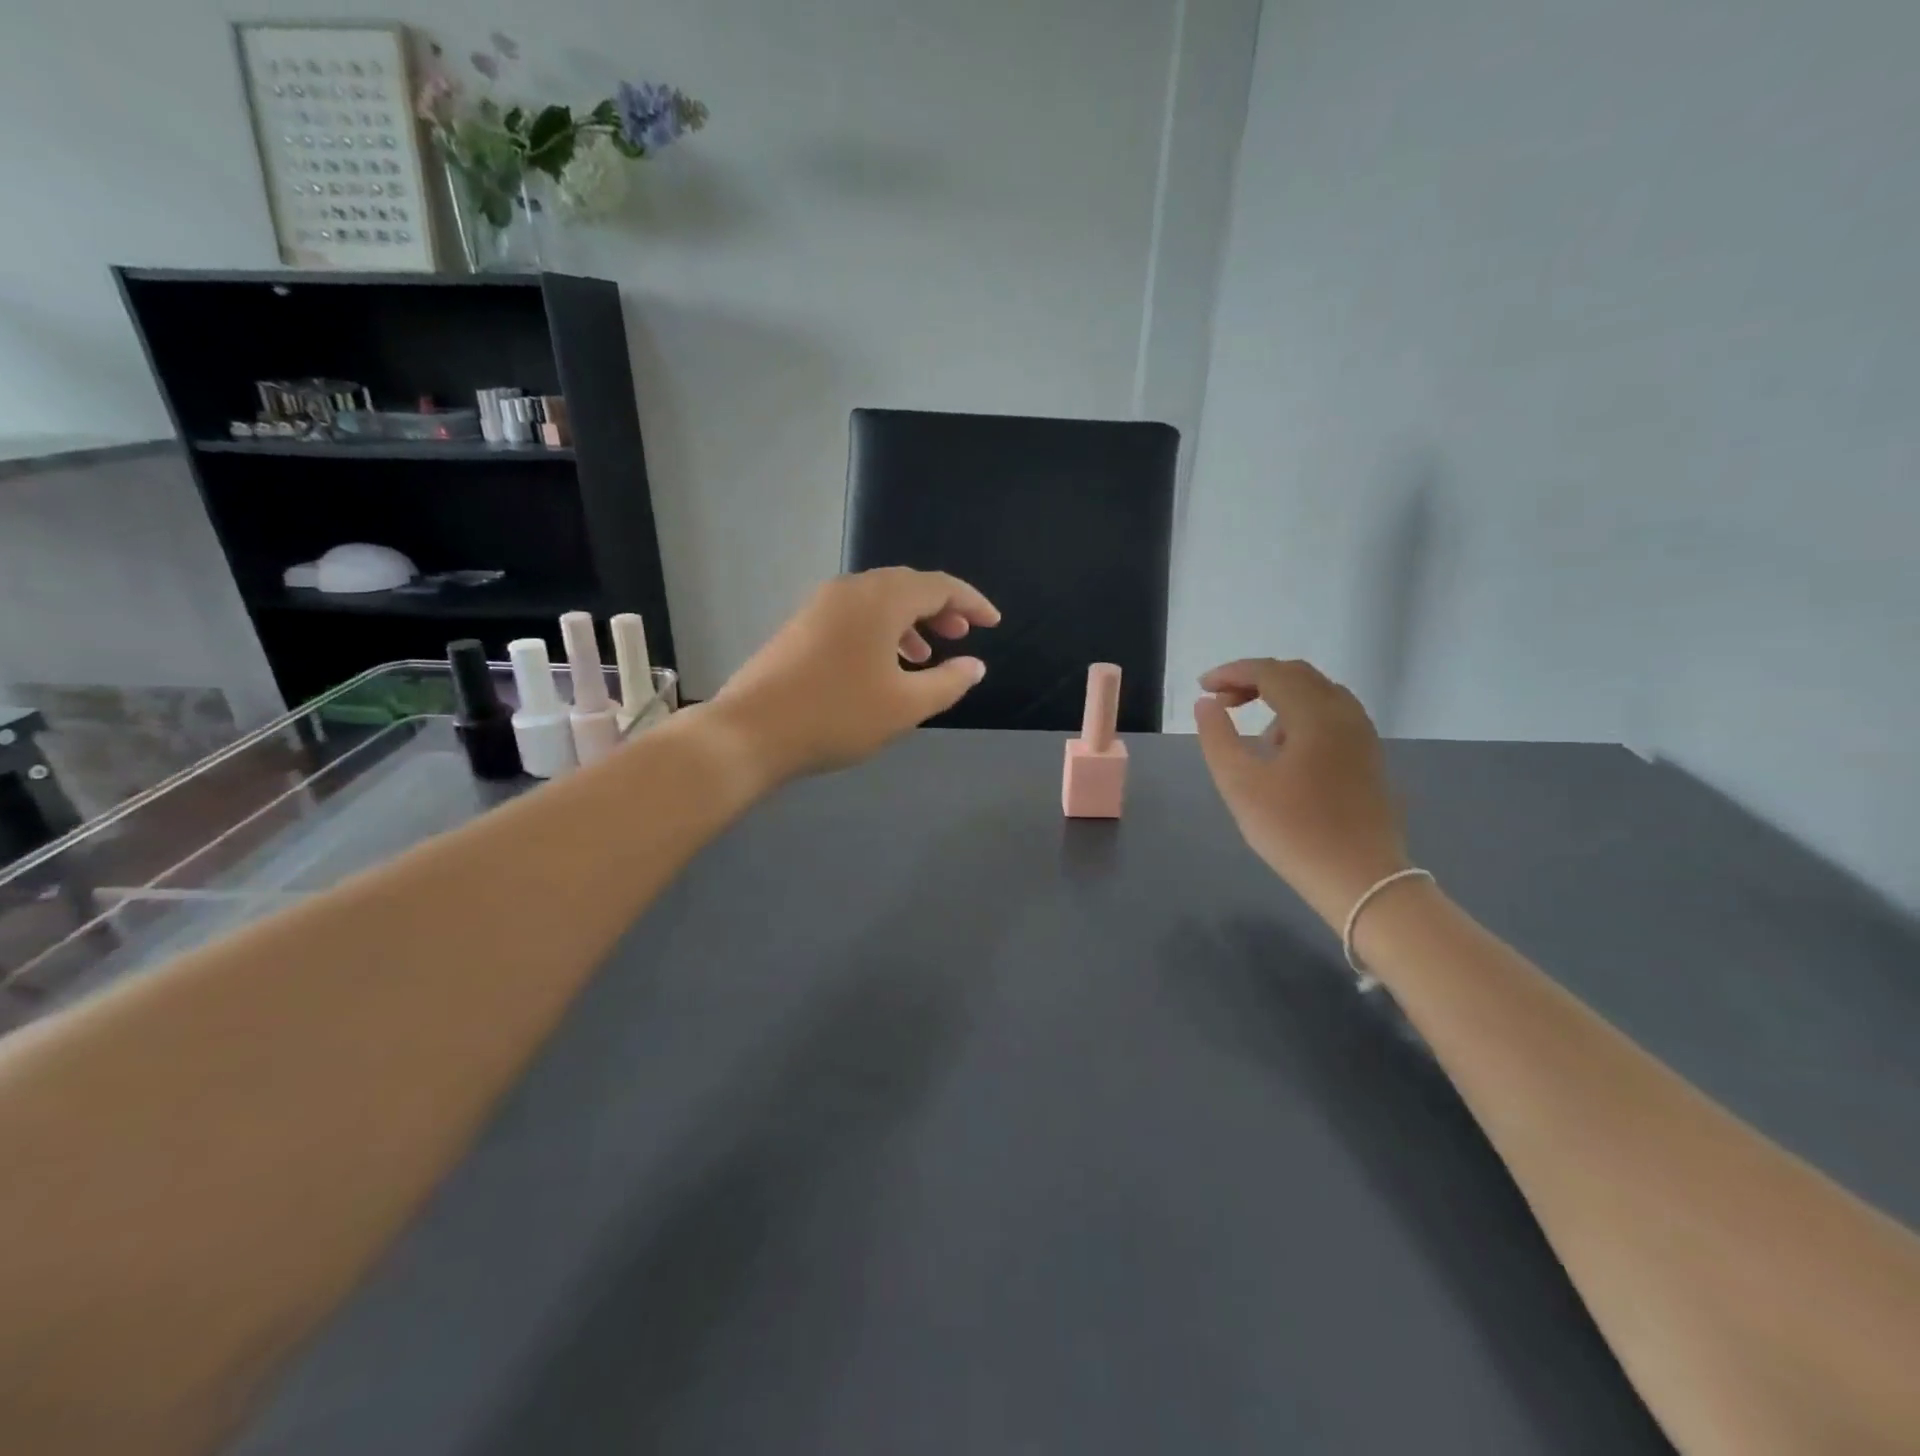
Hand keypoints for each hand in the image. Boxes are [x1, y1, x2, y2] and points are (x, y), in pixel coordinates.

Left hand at [708, 567, 999, 783]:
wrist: (751, 731)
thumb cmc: (837, 715)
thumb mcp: (905, 706)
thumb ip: (948, 682)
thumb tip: (975, 665)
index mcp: (881, 599)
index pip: (939, 586)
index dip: (972, 602)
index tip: (993, 623)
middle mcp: (850, 590)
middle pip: (907, 586)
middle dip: (940, 608)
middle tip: (963, 634)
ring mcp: (820, 605)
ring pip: (879, 601)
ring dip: (910, 622)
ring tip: (927, 655)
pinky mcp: (801, 625)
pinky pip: (854, 615)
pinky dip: (881, 631)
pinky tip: (884, 666)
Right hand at [1193, 659, 1410, 926]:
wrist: (1361, 880)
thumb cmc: (1294, 831)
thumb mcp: (1240, 784)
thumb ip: (1217, 737)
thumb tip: (1207, 704)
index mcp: (1316, 715)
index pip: (1271, 672)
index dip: (1232, 672)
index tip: (1202, 687)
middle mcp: (1345, 714)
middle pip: (1297, 675)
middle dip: (1255, 679)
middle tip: (1221, 701)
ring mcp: (1363, 736)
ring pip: (1318, 694)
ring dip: (1279, 696)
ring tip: (1251, 729)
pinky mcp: (1368, 757)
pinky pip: (1332, 715)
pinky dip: (1301, 715)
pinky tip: (1284, 750)